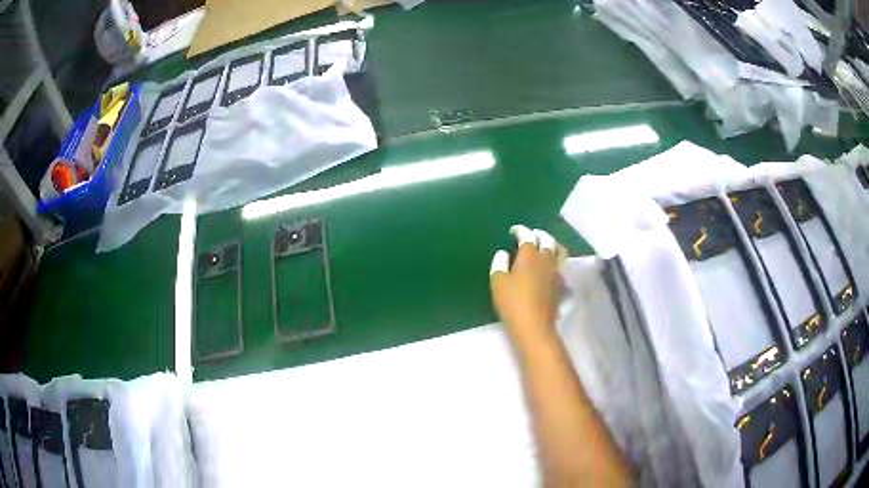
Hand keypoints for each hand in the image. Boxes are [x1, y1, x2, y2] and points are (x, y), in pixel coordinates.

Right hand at [490, 225, 562, 342]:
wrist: (534, 325)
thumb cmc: (512, 302)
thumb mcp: (498, 282)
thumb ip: (499, 264)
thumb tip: (503, 253)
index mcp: (529, 255)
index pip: (527, 236)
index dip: (520, 231)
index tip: (514, 231)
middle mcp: (546, 259)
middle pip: (547, 240)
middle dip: (539, 234)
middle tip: (532, 235)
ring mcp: (557, 272)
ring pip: (559, 252)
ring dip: (553, 245)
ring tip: (547, 246)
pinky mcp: (562, 285)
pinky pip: (562, 268)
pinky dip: (557, 263)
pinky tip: (552, 267)